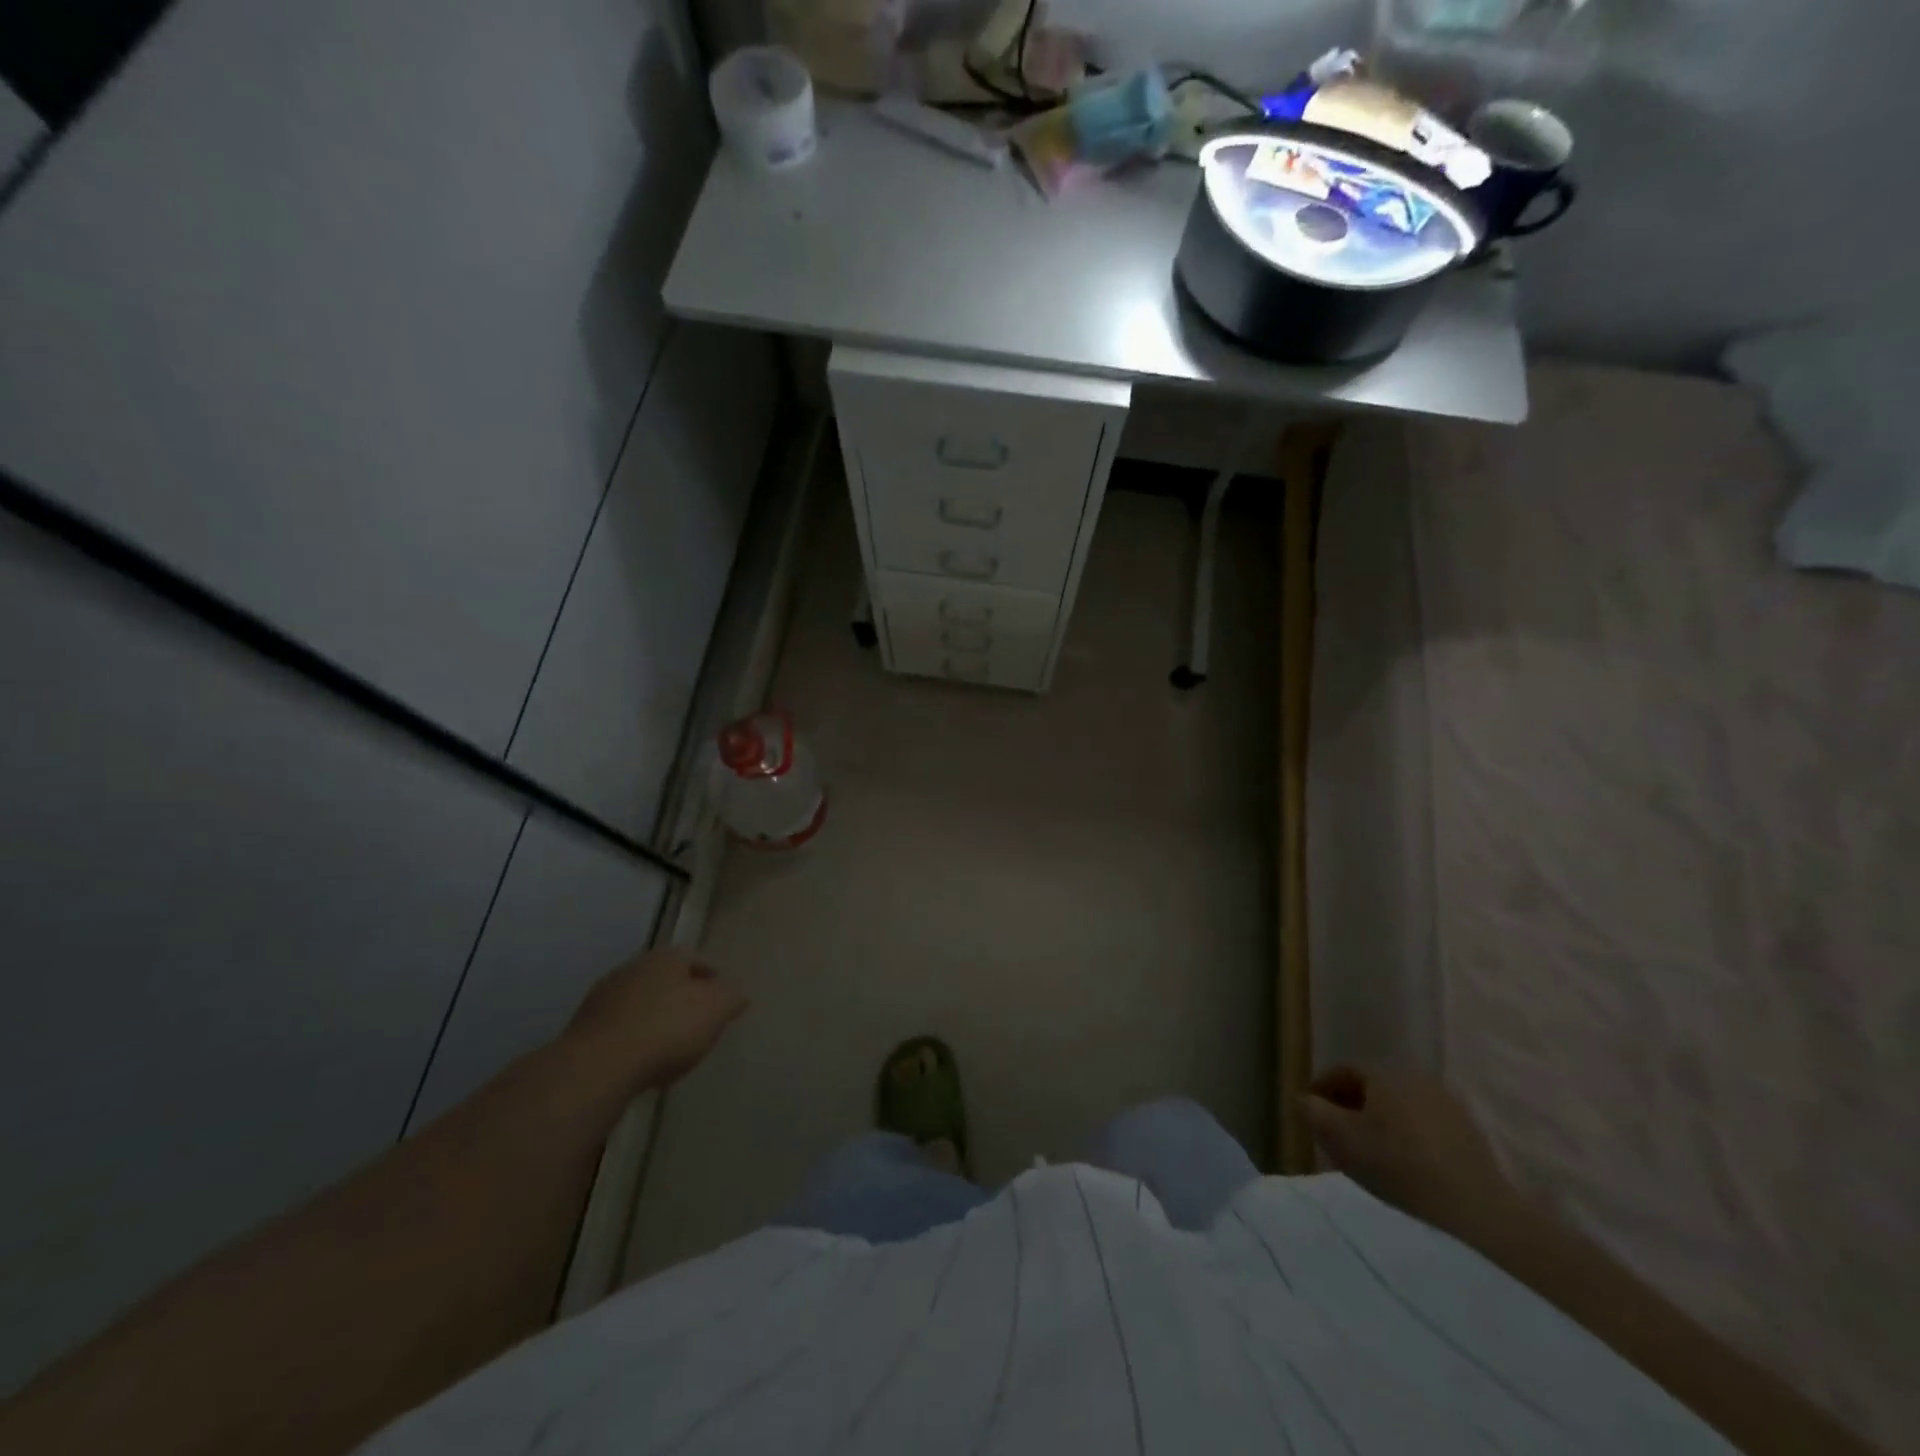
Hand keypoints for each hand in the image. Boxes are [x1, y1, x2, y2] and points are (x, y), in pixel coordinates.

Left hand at [564, 949, 747, 1091]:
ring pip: (639, 1003)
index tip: (722, 1004)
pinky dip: (632, 1040)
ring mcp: (603, 998)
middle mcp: (632, 967)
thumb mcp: (716, 1009)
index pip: (696, 959)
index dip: (712, 980)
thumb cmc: (667, 1028)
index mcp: (666, 956)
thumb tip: (735, 994)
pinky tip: (641, 1062)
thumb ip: (731, 997)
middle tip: (697, 1024)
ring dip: (654, 1019)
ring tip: (669, 1049)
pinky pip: (619, 1030)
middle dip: (681, 998)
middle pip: (665, 980)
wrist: (598, 1066)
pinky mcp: (582, 1029)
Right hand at [1299, 1067, 1520, 1235]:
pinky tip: (1406, 1167)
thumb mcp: (1339, 1139)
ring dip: (1382, 1124)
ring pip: (1401, 1109)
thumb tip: (1304, 1100)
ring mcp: (1449, 1108)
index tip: (1310, 1110)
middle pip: (1373, 1089)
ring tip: (1371, 1153)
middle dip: (1352, 1106)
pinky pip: (1427, 1129)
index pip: (1343, 1071)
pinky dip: (1409, 1140)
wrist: (1475, 1213)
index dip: (1322, 1087)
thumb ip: (1312, 1112)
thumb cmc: (1397, 1167)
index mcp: (1384, 1074)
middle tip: (1337, 1133)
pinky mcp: (1472, 1137)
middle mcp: (1417, 1080)